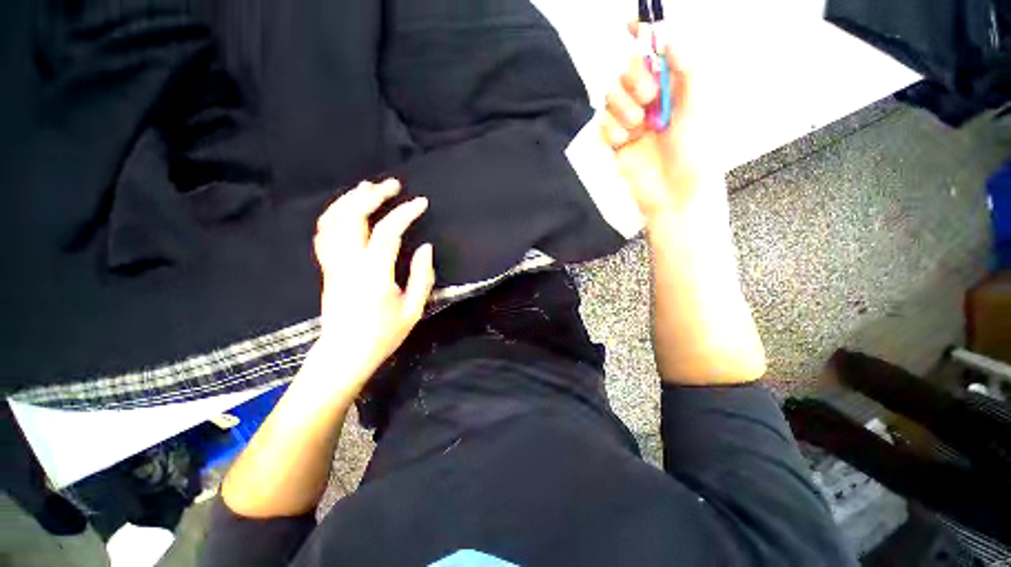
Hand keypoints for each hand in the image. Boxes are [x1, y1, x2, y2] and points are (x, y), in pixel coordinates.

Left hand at [310, 178, 434, 396]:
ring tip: (369, 188)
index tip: (421, 202)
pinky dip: (335, 214)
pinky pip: (324, 232)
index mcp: (373, 273)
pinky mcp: (327, 267)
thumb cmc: (383, 335)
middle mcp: (348, 261)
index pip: (388, 231)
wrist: (344, 354)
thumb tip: (425, 247)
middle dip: (373, 194)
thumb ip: (422, 276)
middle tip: (393, 185)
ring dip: (351, 199)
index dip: (406, 213)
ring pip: (333, 219)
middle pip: (353, 215)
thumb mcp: (413, 309)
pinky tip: (348, 209)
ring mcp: (333, 263)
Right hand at [600, 22, 709, 219]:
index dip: (642, 34)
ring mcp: (630, 121)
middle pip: (625, 70)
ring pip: (609, 96)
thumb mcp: (699, 102)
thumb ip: (685, 65)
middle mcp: (650, 99)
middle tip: (648, 97)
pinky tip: (623, 142)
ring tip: (636, 126)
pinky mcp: (614, 142)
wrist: (674, 193)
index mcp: (673, 85)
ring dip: (620, 107)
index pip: (654, 51)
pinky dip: (610, 130)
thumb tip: (665, 33)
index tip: (630, 24)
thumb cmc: (695, 150)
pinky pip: (601, 124)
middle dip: (633, 79)